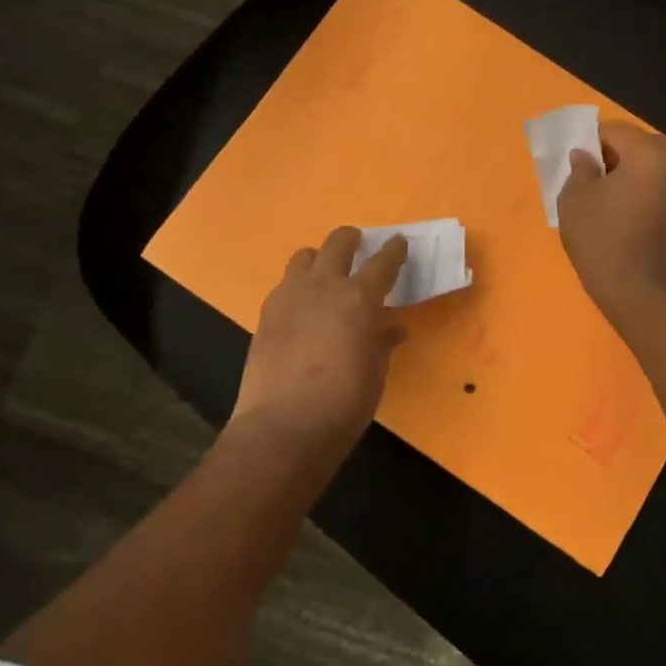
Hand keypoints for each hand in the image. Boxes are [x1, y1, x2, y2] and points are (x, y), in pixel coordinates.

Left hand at [233, 227, 407, 445]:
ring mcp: (290, 296)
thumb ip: (382, 342)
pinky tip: (301, 307)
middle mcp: (325, 286)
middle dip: (350, 239)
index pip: (383, 261)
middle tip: (357, 244)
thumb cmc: (344, 403)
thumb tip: (391, 329)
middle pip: (337, 243)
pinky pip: (284, 284)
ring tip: (324, 273)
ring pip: (304, 256)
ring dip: (319, 258)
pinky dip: (298, 286)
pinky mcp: (266, 313)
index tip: (399, 243)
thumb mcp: (376, 372)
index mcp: (360, 298)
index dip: (394, 250)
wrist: (284, 427)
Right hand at [557, 120, 665, 321]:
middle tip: (583, 177)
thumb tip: (586, 156)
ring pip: (645, 168)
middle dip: (608, 155)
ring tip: (597, 197)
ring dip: (622, 174)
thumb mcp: (575, 197)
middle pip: (634, 146)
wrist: (637, 291)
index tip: (571, 163)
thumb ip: (580, 166)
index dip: (587, 141)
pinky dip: (634, 192)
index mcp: (649, 152)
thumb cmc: (602, 237)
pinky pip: (652, 189)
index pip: (613, 130)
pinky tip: (615, 213)